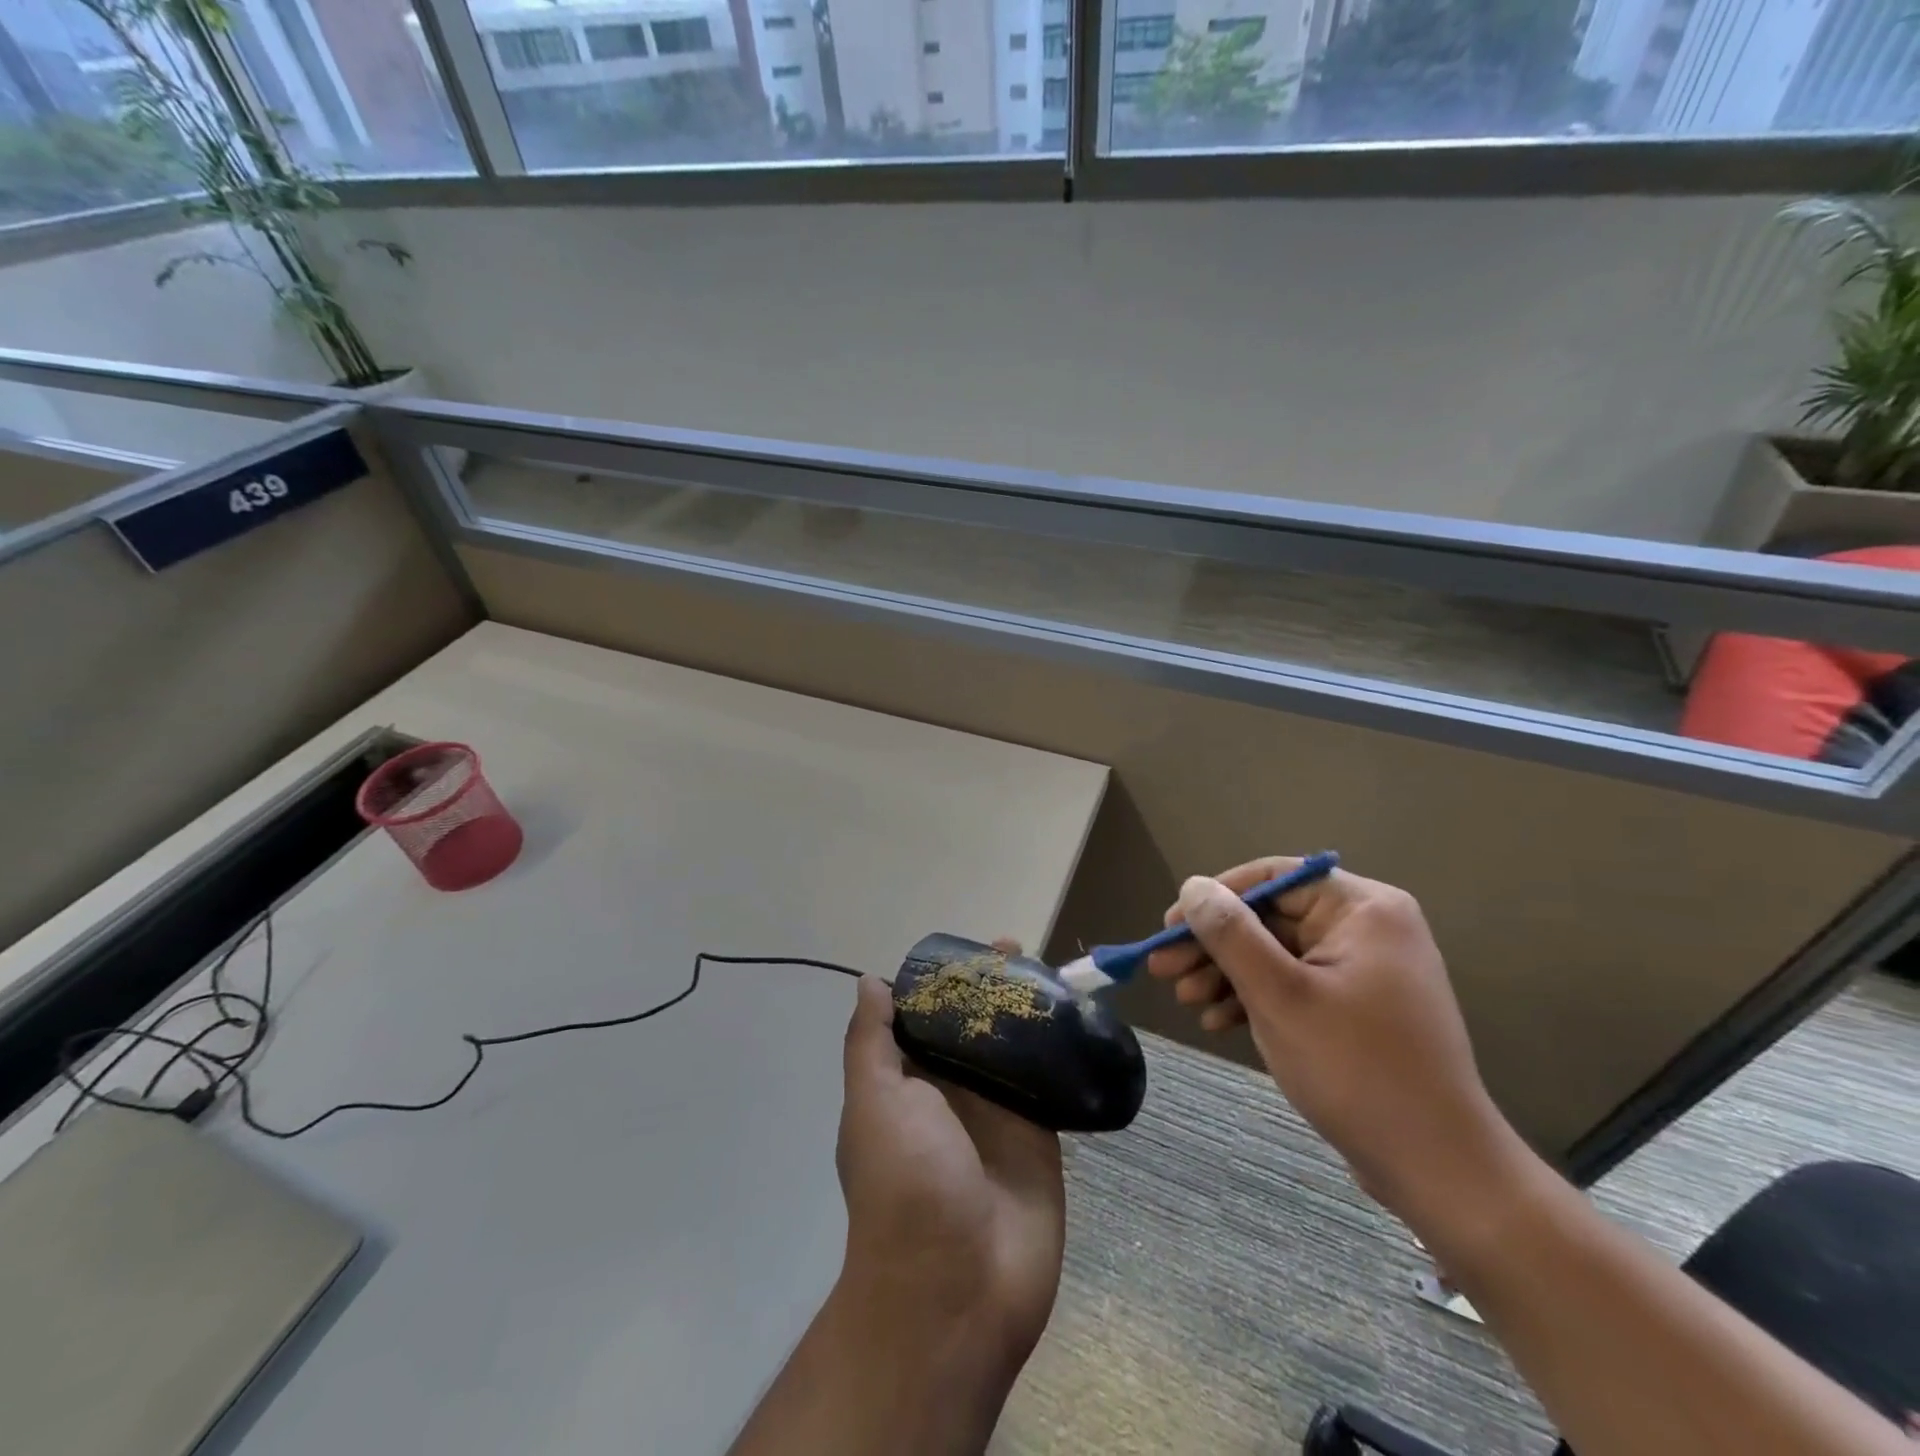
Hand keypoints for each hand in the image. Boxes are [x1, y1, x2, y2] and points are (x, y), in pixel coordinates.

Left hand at [726, 964, 1065, 1455]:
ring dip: (1029, 1011)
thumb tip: (871, 982)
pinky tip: (1080, 1015)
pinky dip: (1061, 1049)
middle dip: (992, 988)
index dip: (945, 981)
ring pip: (1014, 1046)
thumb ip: (872, 1043)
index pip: (926, 1015)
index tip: (970, 950)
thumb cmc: (905, 1185)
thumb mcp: (873, 1104)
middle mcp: (952, 1091)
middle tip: (1019, 952)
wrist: (957, 1290)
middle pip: (973, 1025)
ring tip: (1054, 972)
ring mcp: (998, 1112)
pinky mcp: (1040, 1133)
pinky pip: (1051, 1080)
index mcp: (908, 1081)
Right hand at [1147, 859, 1524, 1232]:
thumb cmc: (1356, 1069)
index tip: (1169, 925)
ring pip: (1277, 954)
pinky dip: (1255, 999)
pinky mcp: (1358, 1008)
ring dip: (1227, 974)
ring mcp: (1365, 970)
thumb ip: (1230, 933)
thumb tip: (1192, 887)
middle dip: (1214, 945)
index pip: (1274, 878)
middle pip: (1271, 918)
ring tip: (1185, 1000)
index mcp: (1363, 909)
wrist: (1438, 1171)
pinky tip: (1217, 1021)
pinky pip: (1295, 985)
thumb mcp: (1279, 995)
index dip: (1215, 897)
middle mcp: (1368, 928)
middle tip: (1162, 968)